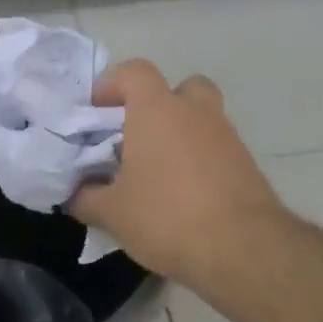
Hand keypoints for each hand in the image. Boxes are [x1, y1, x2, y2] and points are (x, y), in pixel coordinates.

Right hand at [69, 60, 285, 292]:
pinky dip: (198, 163)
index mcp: (158, 110)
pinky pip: (215, 150)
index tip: (96, 112)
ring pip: (200, 120)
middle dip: (157, 105)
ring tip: (155, 175)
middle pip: (179, 87)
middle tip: (136, 137)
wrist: (244, 250)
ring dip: (179, 136)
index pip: (134, 71)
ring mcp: (227, 137)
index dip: (112, 85)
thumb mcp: (112, 214)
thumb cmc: (167, 217)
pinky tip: (181, 198)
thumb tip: (75, 194)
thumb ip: (86, 198)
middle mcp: (196, 112)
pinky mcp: (247, 165)